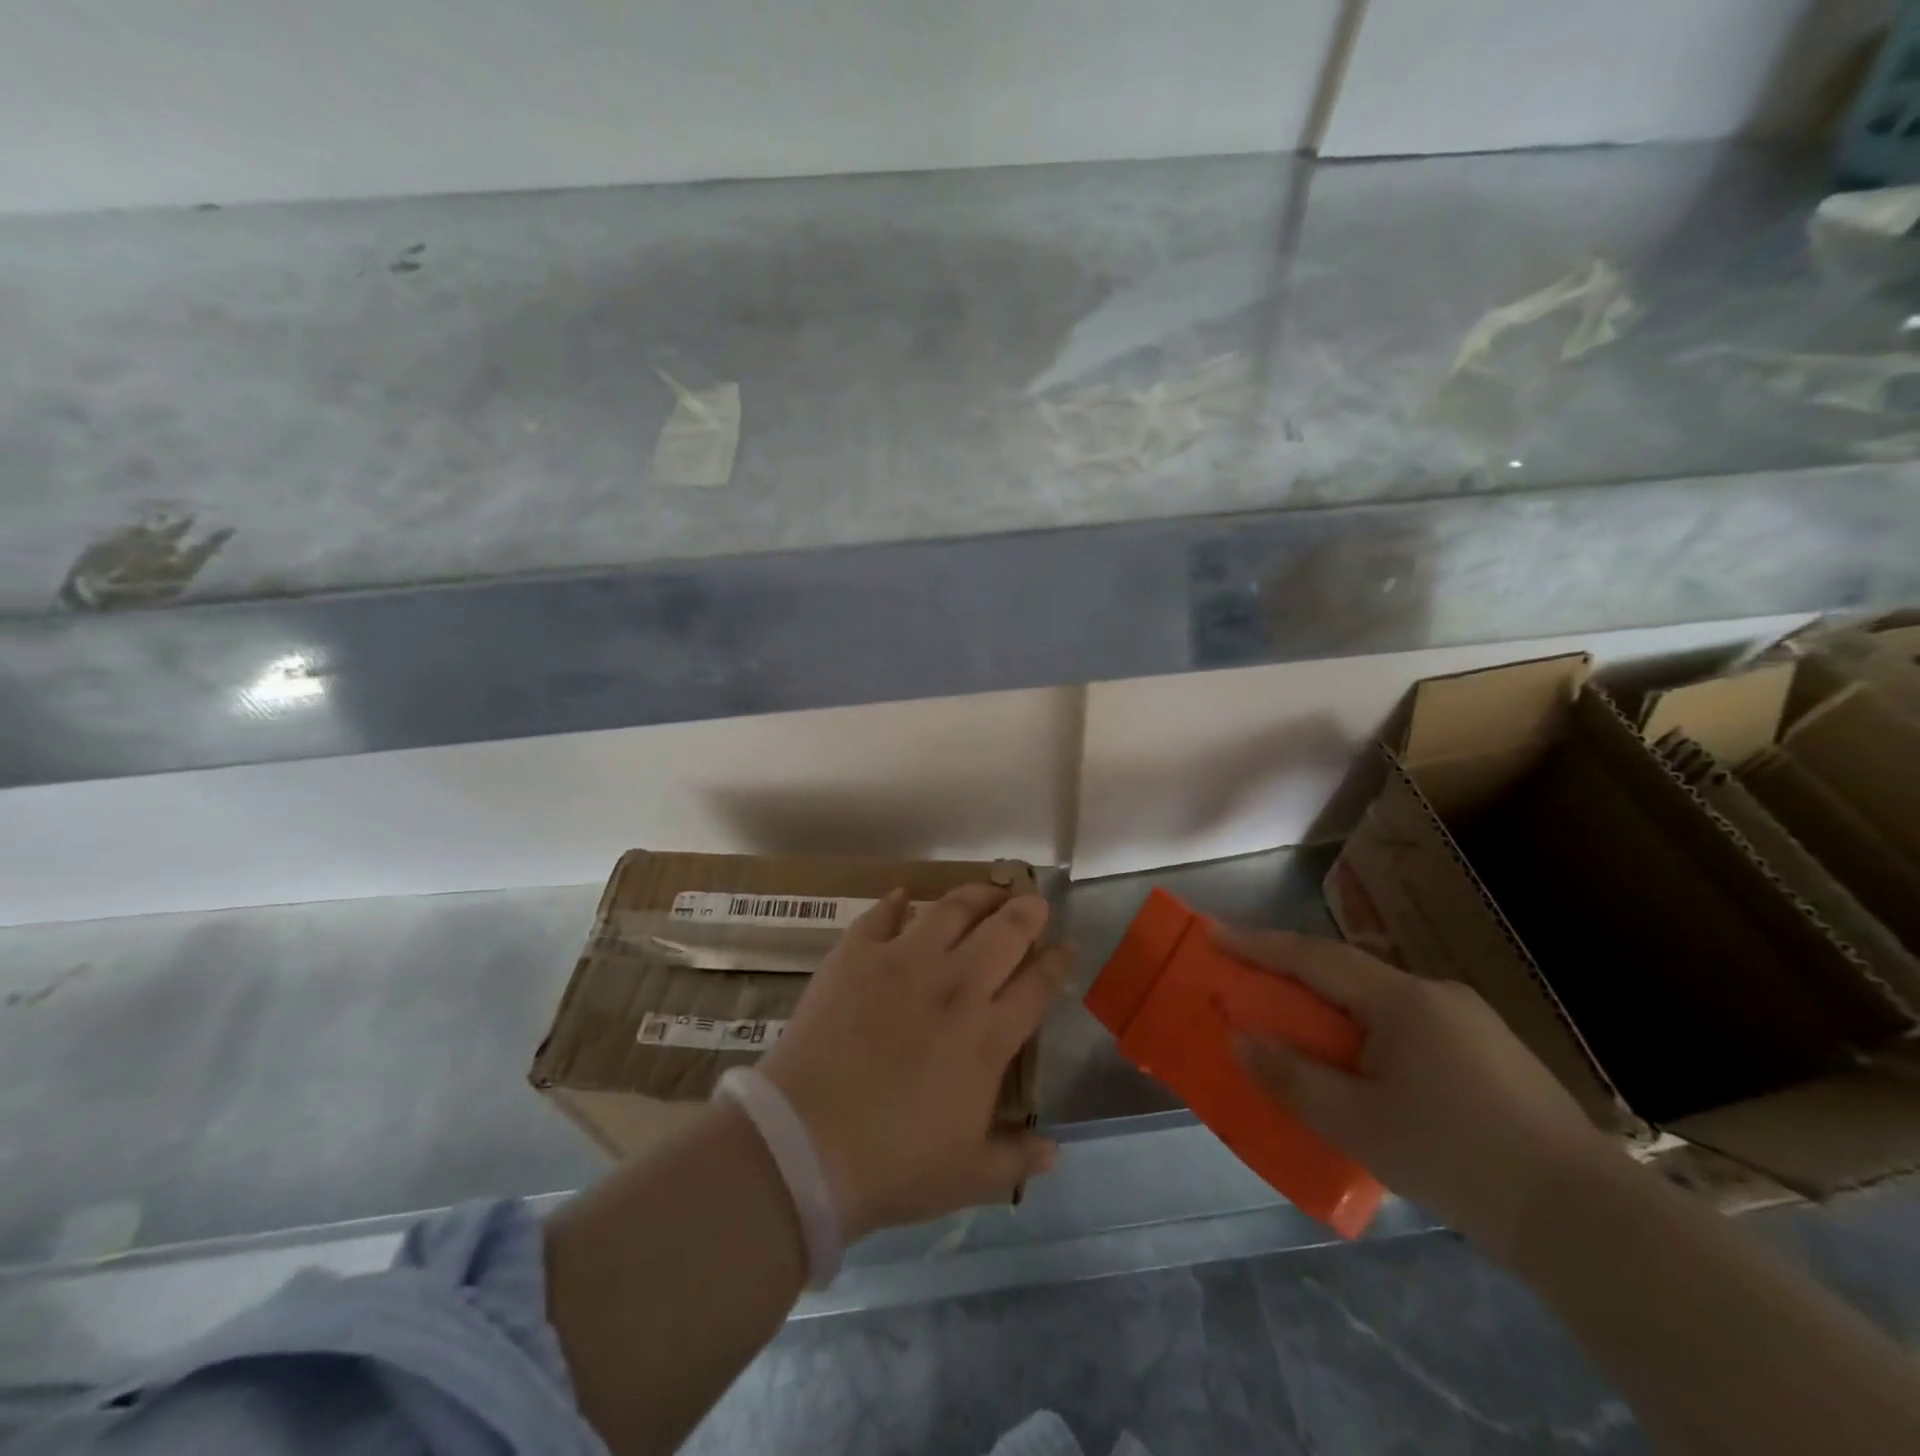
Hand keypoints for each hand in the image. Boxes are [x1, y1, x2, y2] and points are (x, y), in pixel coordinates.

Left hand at [758, 885, 1068, 1240]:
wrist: (805, 1144)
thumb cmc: (893, 1166)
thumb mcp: (967, 1176)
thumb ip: (1016, 1160)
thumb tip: (1056, 1153)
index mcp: (987, 1036)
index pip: (1037, 986)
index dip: (1057, 963)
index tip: (1067, 948)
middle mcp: (954, 986)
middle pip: (1004, 933)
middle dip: (1027, 912)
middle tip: (1034, 902)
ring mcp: (902, 962)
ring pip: (951, 910)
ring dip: (976, 895)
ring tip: (987, 890)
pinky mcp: (855, 955)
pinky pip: (881, 915)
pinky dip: (896, 902)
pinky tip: (904, 895)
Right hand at [1221, 929, 1620, 1257]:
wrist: (1591, 1221)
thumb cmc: (1458, 1160)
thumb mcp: (1358, 1125)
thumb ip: (1292, 1078)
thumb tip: (1240, 1039)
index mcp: (1402, 1001)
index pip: (1314, 958)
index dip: (1258, 945)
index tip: (1214, 934)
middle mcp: (1436, 994)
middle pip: (1346, 972)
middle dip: (1292, 975)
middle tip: (1249, 983)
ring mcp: (1470, 1021)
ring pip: (1379, 999)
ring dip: (1331, 1006)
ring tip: (1301, 1031)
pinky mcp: (1492, 1053)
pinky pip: (1408, 1024)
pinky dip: (1368, 1030)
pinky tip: (1366, 1069)